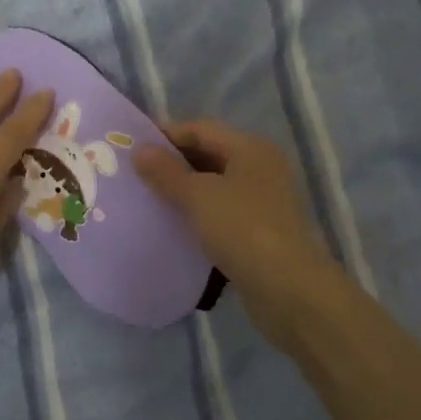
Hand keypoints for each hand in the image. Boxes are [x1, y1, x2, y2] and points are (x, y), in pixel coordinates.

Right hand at [136, 119, 352, 351]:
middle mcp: (261, 168)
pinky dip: (199, 216)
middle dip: (173, 164)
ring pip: (215, 187)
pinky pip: (222, 214)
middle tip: (135, 175)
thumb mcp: (198, 196)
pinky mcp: (261, 232)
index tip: (132, 146)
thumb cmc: (242, 229)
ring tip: (148, 201)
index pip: (201, 129)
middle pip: (210, 155)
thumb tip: (139, 150)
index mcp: (251, 148)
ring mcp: (264, 201)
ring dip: (185, 192)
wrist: (288, 290)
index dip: (166, 135)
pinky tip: (174, 228)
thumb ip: (166, 172)